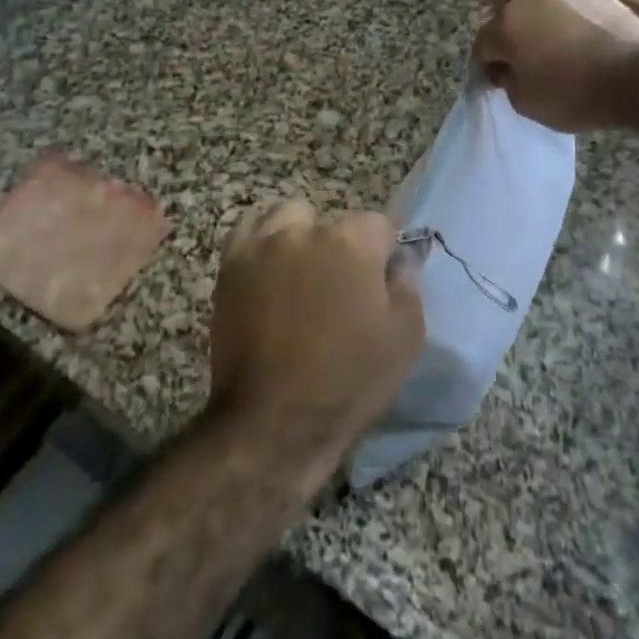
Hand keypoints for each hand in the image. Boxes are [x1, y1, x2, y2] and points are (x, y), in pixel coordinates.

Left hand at [208, 201, 422, 481]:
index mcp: (351, 243)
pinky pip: (248, 233)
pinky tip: (269, 270)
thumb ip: (407, 285)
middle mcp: (304, 232)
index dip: (383, 253)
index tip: (380, 282)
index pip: (378, 224)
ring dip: (298, 236)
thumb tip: (400, 259)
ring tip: (300, 275)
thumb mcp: (405, 338)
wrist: (274, 420)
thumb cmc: (348, 380)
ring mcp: (262, 246)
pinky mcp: (231, 266)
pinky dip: (261, 243)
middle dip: (339, 245)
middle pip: (330, 221)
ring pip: (287, 217)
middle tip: (338, 287)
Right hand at [473, 0, 638, 131]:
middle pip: (515, 25)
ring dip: (549, 35)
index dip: (487, 68)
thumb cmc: (568, 94)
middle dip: (518, 46)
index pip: (483, 46)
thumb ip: (507, 82)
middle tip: (530, 72)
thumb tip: (508, 70)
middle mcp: (534, 0)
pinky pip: (581, 18)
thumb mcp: (523, 103)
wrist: (633, 81)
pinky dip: (580, 32)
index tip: (499, 86)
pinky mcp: (605, 1)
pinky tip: (592, 54)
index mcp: (507, 23)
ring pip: (550, 17)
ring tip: (566, 62)